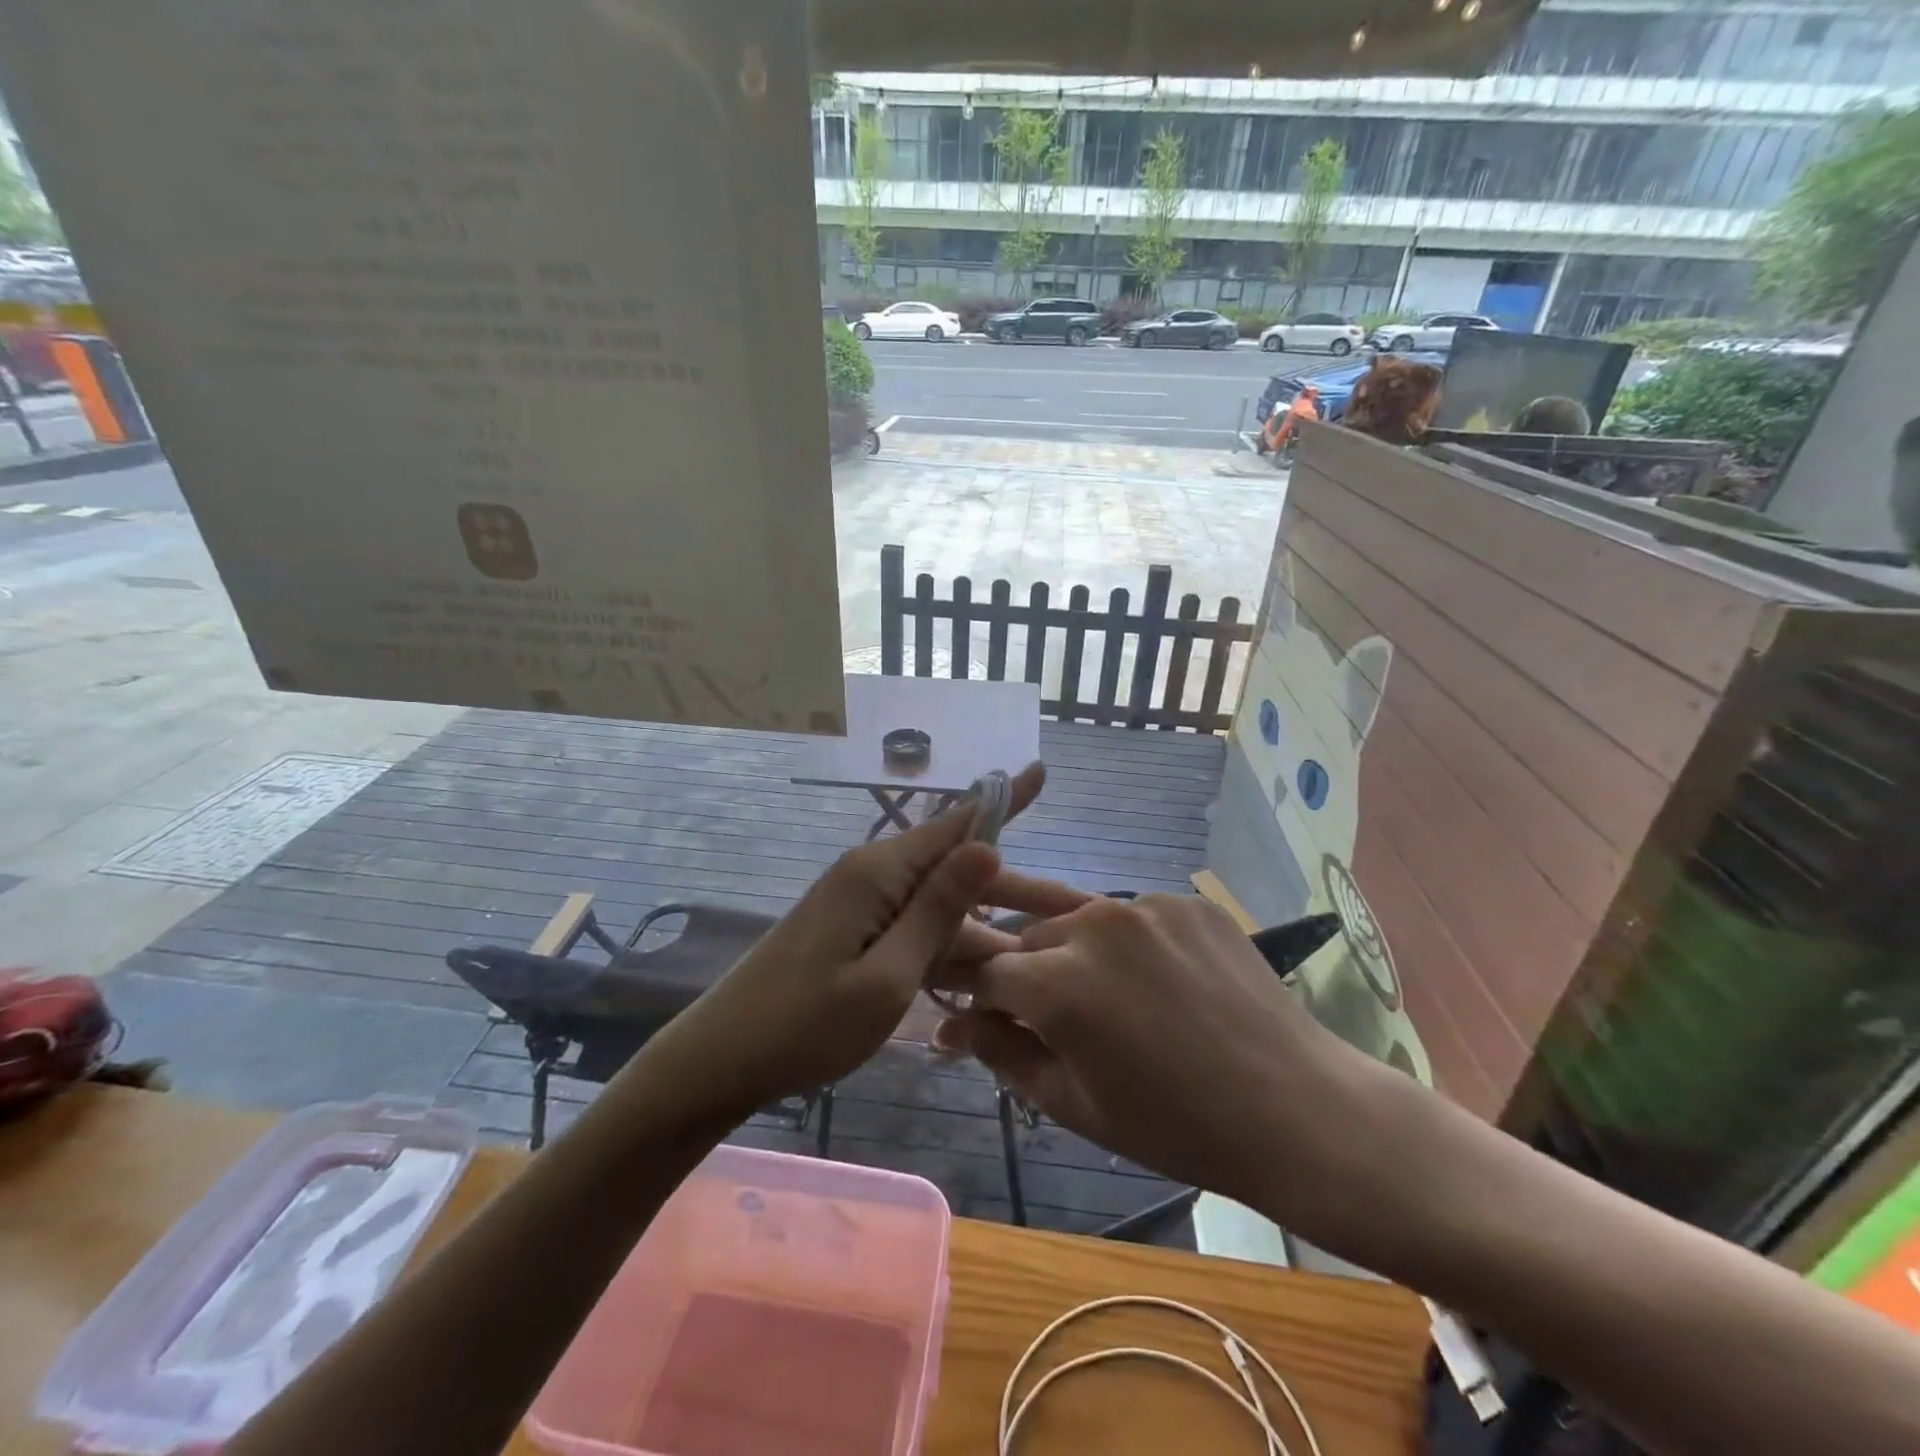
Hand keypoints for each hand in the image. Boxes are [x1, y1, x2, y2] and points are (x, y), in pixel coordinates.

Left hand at [650, 762, 1047, 1117]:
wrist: (723, 1057)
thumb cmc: (805, 1025)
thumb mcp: (886, 976)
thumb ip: (937, 910)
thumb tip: (987, 845)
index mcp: (880, 872)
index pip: (956, 823)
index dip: (1004, 800)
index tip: (1040, 770)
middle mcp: (872, 873)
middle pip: (956, 867)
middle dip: (1014, 889)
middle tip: (1073, 910)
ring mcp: (860, 901)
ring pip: (939, 902)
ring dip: (985, 923)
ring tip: (1039, 948)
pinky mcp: (854, 928)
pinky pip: (915, 924)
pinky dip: (950, 942)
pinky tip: (983, 969)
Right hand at [940, 892, 1363, 1209]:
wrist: (1295, 1108)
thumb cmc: (1176, 1125)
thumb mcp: (1075, 1103)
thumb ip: (1003, 1054)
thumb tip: (949, 1026)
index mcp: (1060, 984)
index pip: (986, 971)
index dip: (977, 994)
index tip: (979, 1012)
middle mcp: (1095, 926)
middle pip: (1030, 938)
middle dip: (1027, 973)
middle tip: (1051, 1014)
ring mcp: (1146, 905)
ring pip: (1079, 920)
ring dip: (1075, 951)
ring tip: (1107, 995)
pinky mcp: (1185, 900)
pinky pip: (1132, 915)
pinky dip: (1127, 943)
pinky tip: (1156, 980)